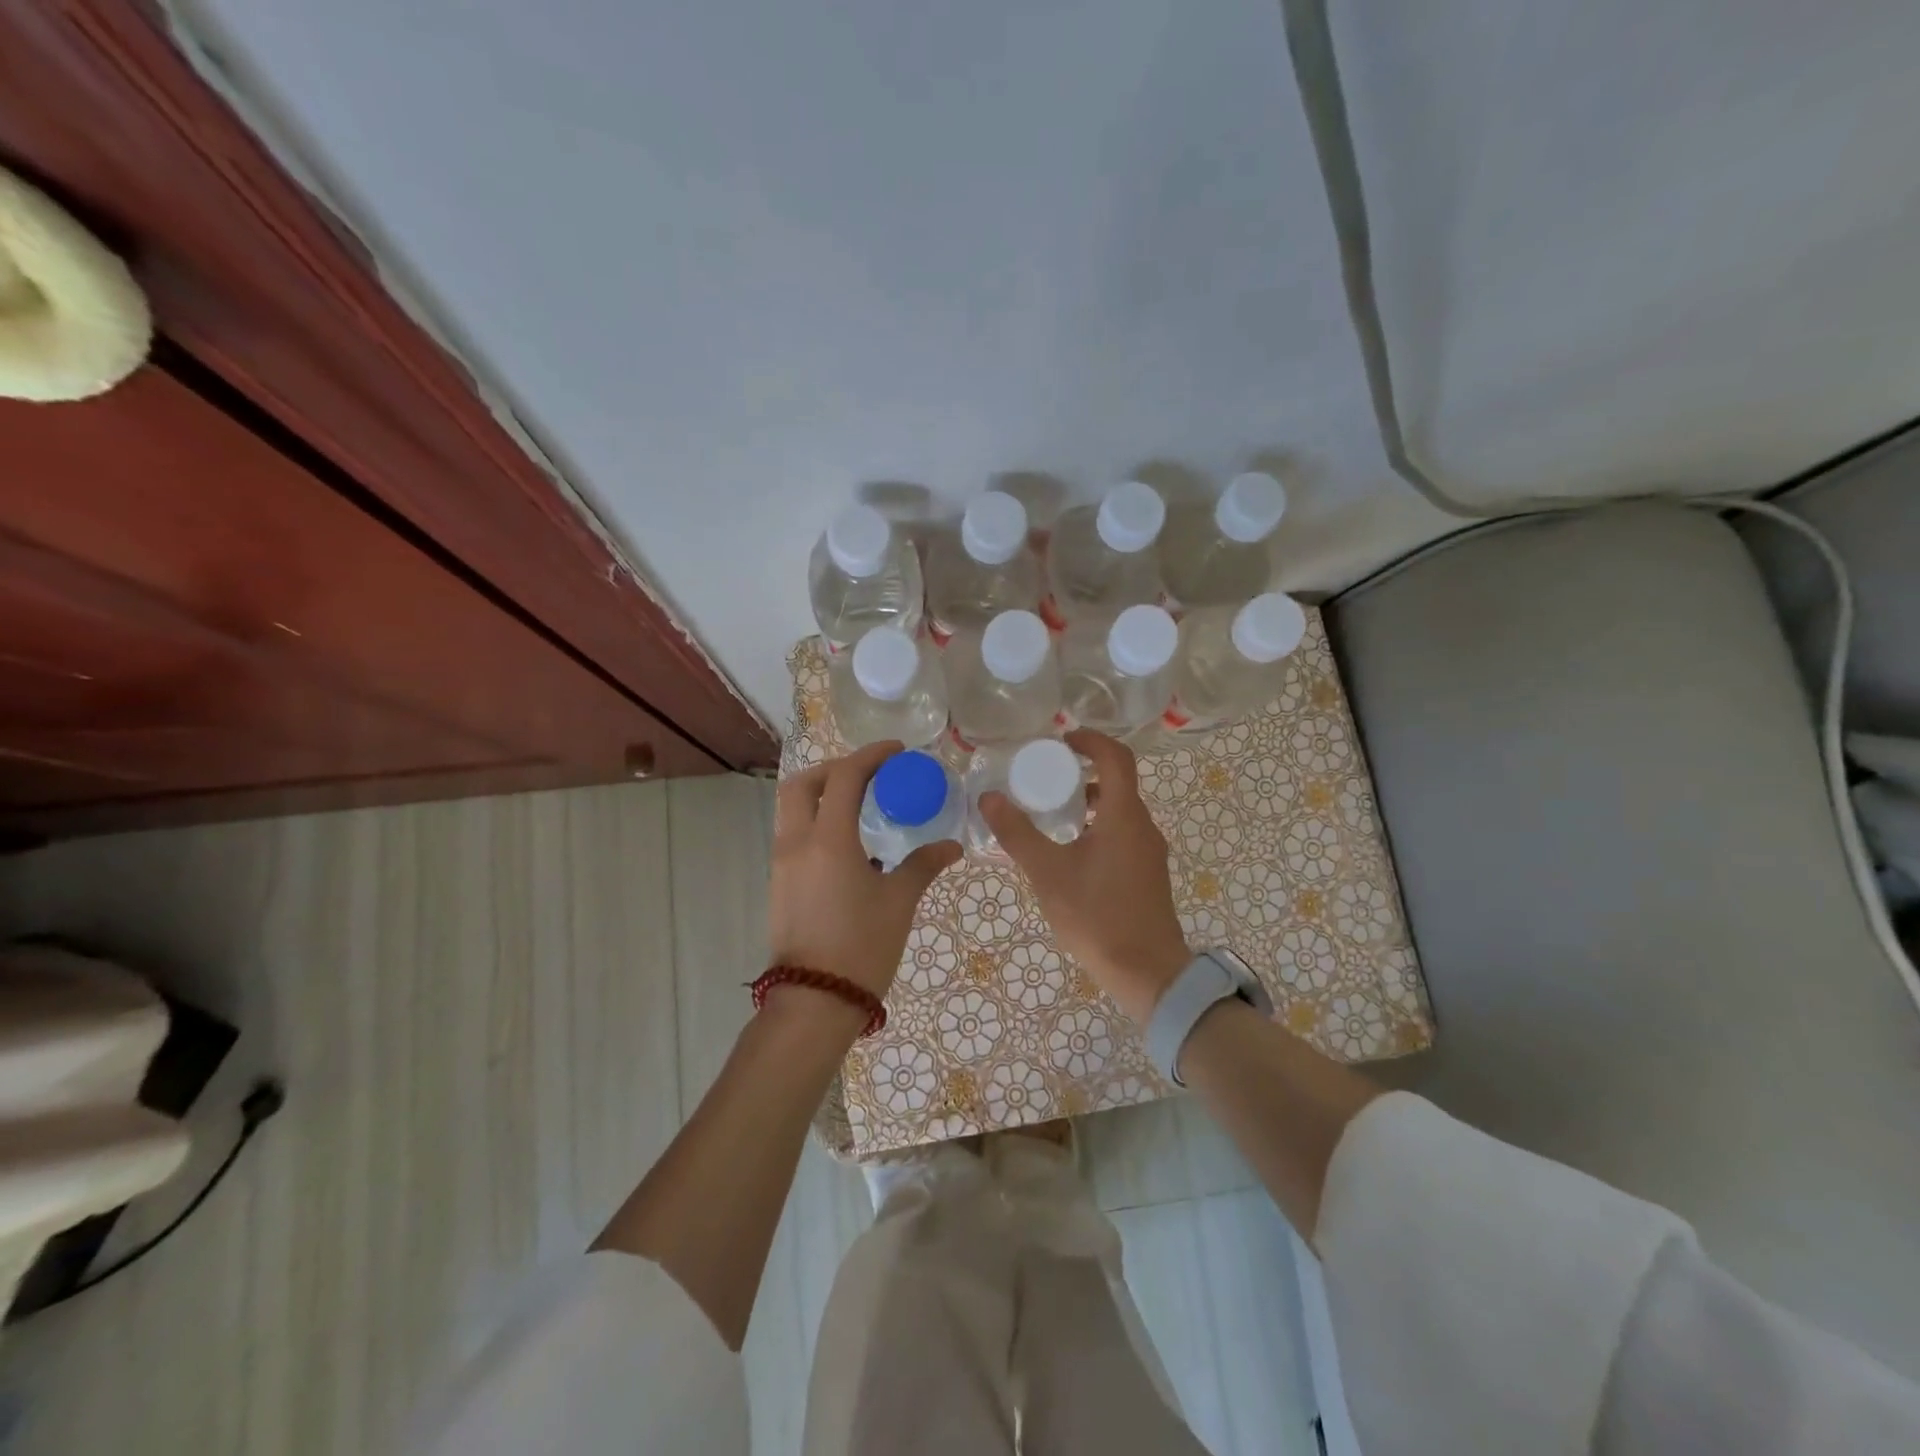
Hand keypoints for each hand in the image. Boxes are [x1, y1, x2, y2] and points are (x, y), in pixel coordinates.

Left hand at [770, 741, 961, 1002]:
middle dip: (834, 769)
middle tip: (868, 774)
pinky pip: (793, 835)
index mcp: (828, 840)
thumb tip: (951, 846)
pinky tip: (848, 844)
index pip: (844, 778)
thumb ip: (923, 865)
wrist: (815, 1002)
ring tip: (860, 804)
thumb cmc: (862, 946)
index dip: (870, 756)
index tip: (896, 752)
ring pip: (792, 810)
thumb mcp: (899, 901)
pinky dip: (816, 822)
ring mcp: (782, 864)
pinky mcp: (779, 884)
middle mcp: (797, 843)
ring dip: (821, 794)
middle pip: (803, 784)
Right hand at [980, 730, 1189, 1024]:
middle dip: (1084, 772)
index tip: (1062, 740)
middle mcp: (1143, 826)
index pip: (1116, 757)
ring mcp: (1150, 852)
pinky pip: (1123, 834)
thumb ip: (1017, 833)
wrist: (1148, 973)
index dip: (1091, 740)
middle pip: (1118, 782)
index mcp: (1123, 816)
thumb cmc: (1097, 917)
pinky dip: (1098, 826)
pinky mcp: (1148, 874)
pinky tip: (1071, 852)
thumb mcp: (1048, 873)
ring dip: (1090, 802)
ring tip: (1053, 814)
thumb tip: (989, 798)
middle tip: (1047, 777)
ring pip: (1120, 811)